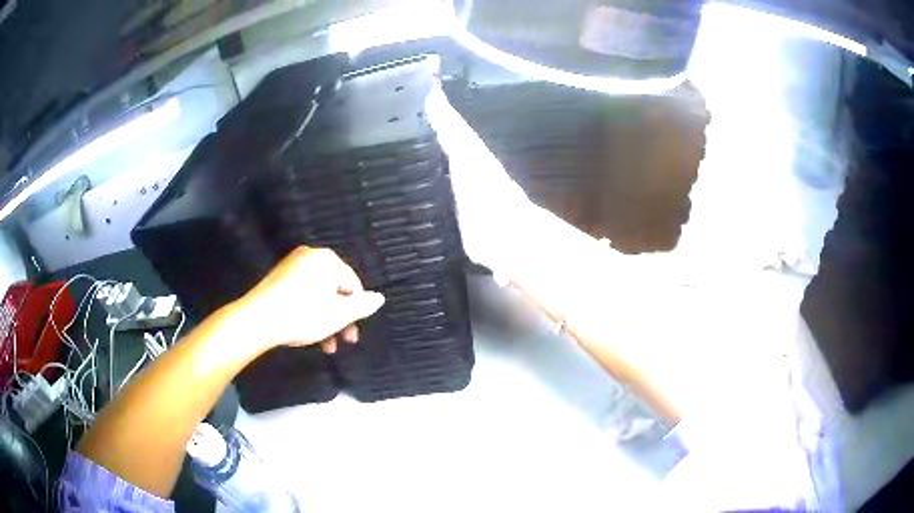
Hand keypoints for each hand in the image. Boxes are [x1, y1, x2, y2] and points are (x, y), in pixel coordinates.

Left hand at [231, 246, 384, 353]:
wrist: (256, 320)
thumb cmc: (302, 315)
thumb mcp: (338, 315)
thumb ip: (362, 306)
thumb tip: (379, 298)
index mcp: (327, 259)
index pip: (353, 285)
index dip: (355, 312)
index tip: (351, 334)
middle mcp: (310, 256)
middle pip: (335, 290)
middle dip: (340, 318)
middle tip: (342, 341)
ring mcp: (292, 265)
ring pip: (318, 294)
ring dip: (325, 320)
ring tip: (325, 344)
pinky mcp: (278, 277)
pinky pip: (302, 293)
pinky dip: (308, 311)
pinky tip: (307, 331)